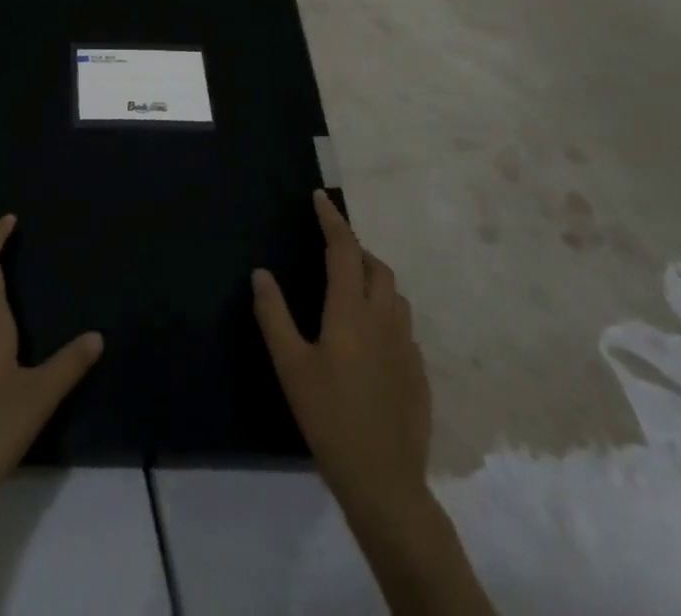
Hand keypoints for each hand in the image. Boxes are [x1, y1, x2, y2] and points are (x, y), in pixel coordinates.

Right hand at [252, 190, 430, 504]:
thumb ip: (273, 314)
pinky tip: (370, 338)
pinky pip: (403, 326)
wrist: (384, 482)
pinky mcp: (419, 373)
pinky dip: (386, 313)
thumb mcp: (290, 365)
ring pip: (395, 295)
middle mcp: (384, 319)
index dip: (332, 220)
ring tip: (351, 288)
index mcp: (351, 312)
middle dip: (355, 249)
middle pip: (376, 267)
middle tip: (331, 249)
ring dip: (374, 279)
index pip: (343, 250)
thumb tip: (261, 272)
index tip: (320, 198)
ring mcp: (407, 347)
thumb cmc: (329, 417)